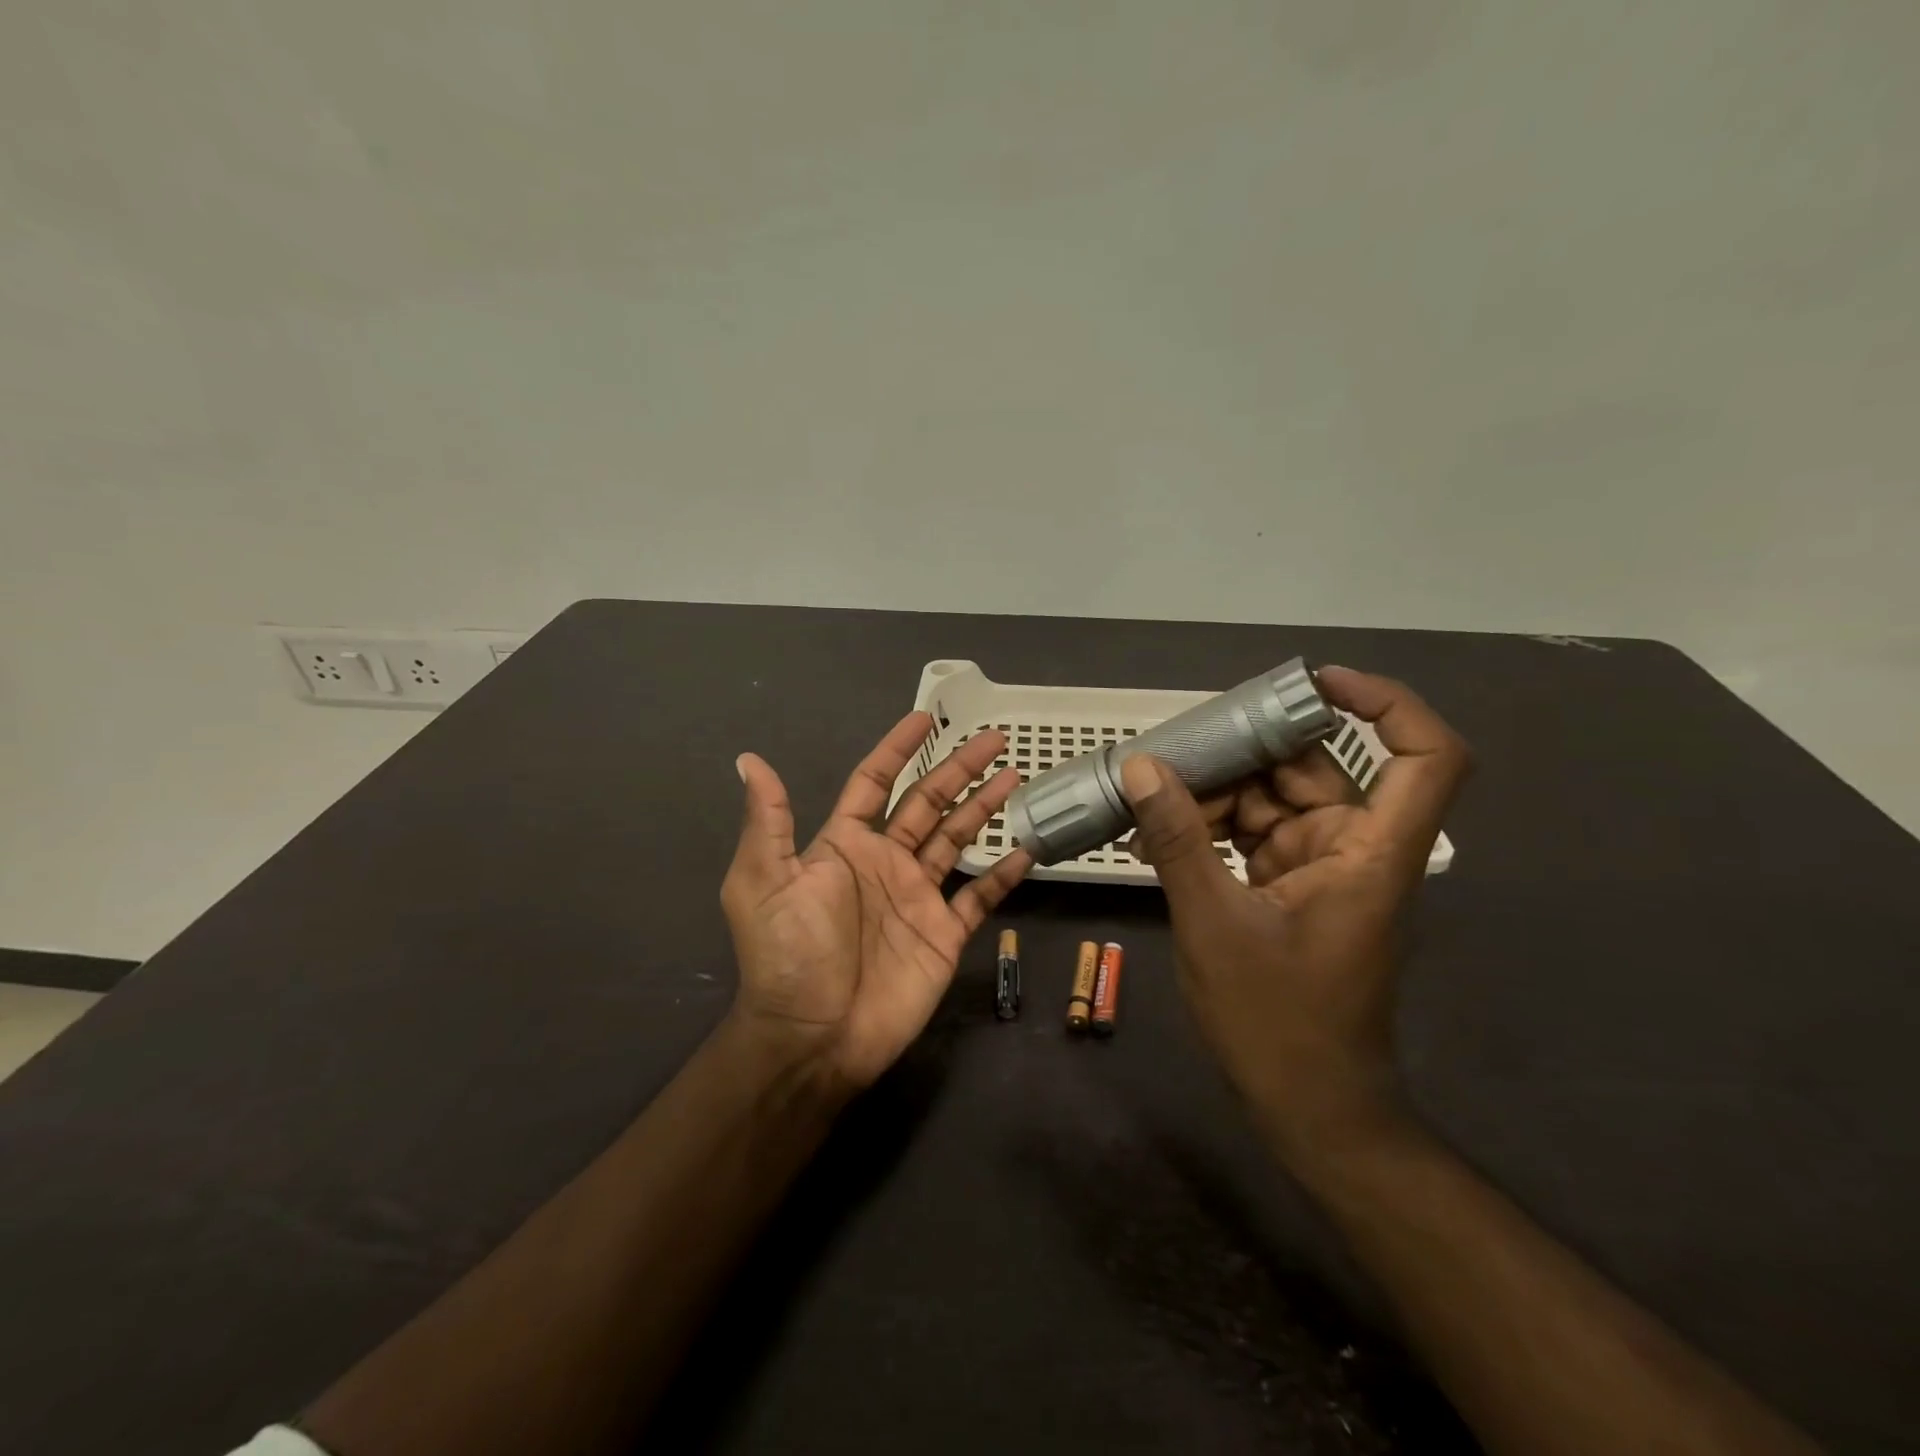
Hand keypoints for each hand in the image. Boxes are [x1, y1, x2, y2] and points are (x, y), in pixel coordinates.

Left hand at [721, 713, 1032, 1089]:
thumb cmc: (789, 953)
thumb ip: (769, 820)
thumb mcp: (765, 881)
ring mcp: (918, 897)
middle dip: (959, 769)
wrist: (815, 1036)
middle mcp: (885, 862)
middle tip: (993, 738)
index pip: (875, 782)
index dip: (897, 748)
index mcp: (844, 845)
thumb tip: (750, 759)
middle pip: (928, 802)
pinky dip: (1002, 873)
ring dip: (985, 808)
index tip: (924, 717)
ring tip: (1015, 776)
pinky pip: (979, 896)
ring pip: (957, 839)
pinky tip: (1026, 848)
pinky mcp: (944, 933)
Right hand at [1122, 667, 1470, 1162]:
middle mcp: (1355, 849)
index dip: (1386, 705)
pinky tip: (1158, 836)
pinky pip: (1255, 835)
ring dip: (1215, 797)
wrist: (1307, 1105)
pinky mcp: (1294, 888)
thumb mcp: (1213, 922)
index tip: (1315, 684)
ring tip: (1148, 804)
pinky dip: (1212, 830)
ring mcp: (1323, 869)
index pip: (1424, 757)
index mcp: (1368, 853)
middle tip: (1172, 752)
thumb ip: (1179, 839)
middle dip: (1244, 756)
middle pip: (1314, 770)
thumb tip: (1143, 767)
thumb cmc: (1276, 1020)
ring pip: (1274, 801)